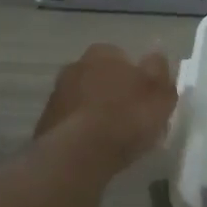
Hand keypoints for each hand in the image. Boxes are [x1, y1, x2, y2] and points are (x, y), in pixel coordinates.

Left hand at [36, 44, 176, 171]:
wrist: (79, 153)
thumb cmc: (127, 117)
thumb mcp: (160, 94)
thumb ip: (159, 71)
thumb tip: (156, 56)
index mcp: (103, 53)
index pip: (123, 57)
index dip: (137, 77)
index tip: (146, 99)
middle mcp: (75, 66)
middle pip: (101, 77)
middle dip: (113, 92)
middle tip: (131, 118)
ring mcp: (57, 94)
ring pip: (85, 99)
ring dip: (96, 112)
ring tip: (114, 137)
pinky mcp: (46, 122)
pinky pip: (73, 123)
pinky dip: (83, 131)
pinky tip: (96, 148)